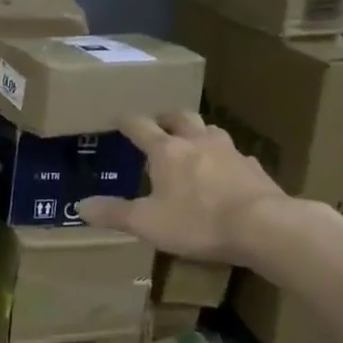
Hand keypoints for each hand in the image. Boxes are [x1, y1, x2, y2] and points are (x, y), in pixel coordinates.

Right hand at [77, 111, 330, 264]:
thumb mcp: (146, 223)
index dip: (126, 121)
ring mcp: (230, 152)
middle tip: (158, 123)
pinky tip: (225, 172)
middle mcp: (198, 141)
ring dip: (197, 132)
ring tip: (192, 143)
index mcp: (167, 150)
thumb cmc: (196, 221)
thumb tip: (80, 206)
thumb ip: (113, 213)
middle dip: (166, 118)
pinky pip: (234, 156)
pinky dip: (223, 159)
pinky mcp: (253, 168)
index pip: (140, 126)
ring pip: (210, 131)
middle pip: (180, 117)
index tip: (117, 117)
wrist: (263, 226)